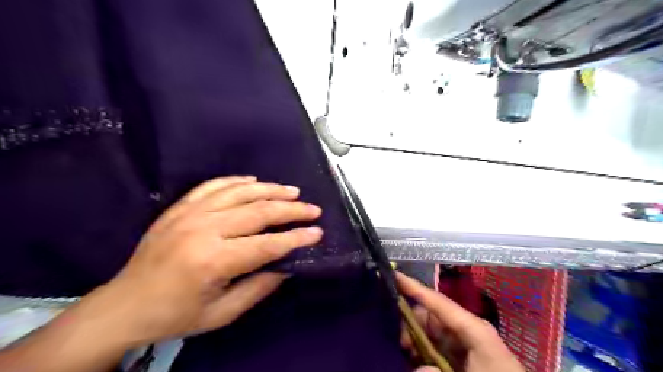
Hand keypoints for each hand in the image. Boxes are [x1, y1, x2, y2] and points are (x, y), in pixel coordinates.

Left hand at [80, 176, 323, 346]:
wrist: (124, 306)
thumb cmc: (176, 315)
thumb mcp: (223, 313)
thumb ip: (259, 287)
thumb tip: (288, 264)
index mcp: (213, 261)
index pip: (267, 244)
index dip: (296, 238)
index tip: (317, 232)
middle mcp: (203, 230)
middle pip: (258, 211)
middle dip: (291, 210)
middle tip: (313, 209)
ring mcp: (189, 214)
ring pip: (239, 192)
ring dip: (270, 189)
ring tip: (292, 191)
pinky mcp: (180, 208)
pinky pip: (213, 186)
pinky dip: (237, 181)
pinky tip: (254, 181)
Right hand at [395, 271, 525, 371]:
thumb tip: (418, 368)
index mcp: (472, 327)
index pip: (437, 301)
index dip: (413, 287)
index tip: (392, 275)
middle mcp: (467, 328)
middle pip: (431, 314)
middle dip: (412, 323)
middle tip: (402, 345)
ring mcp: (467, 340)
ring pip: (432, 330)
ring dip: (417, 339)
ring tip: (408, 353)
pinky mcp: (465, 353)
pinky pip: (438, 344)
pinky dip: (425, 350)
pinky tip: (419, 360)